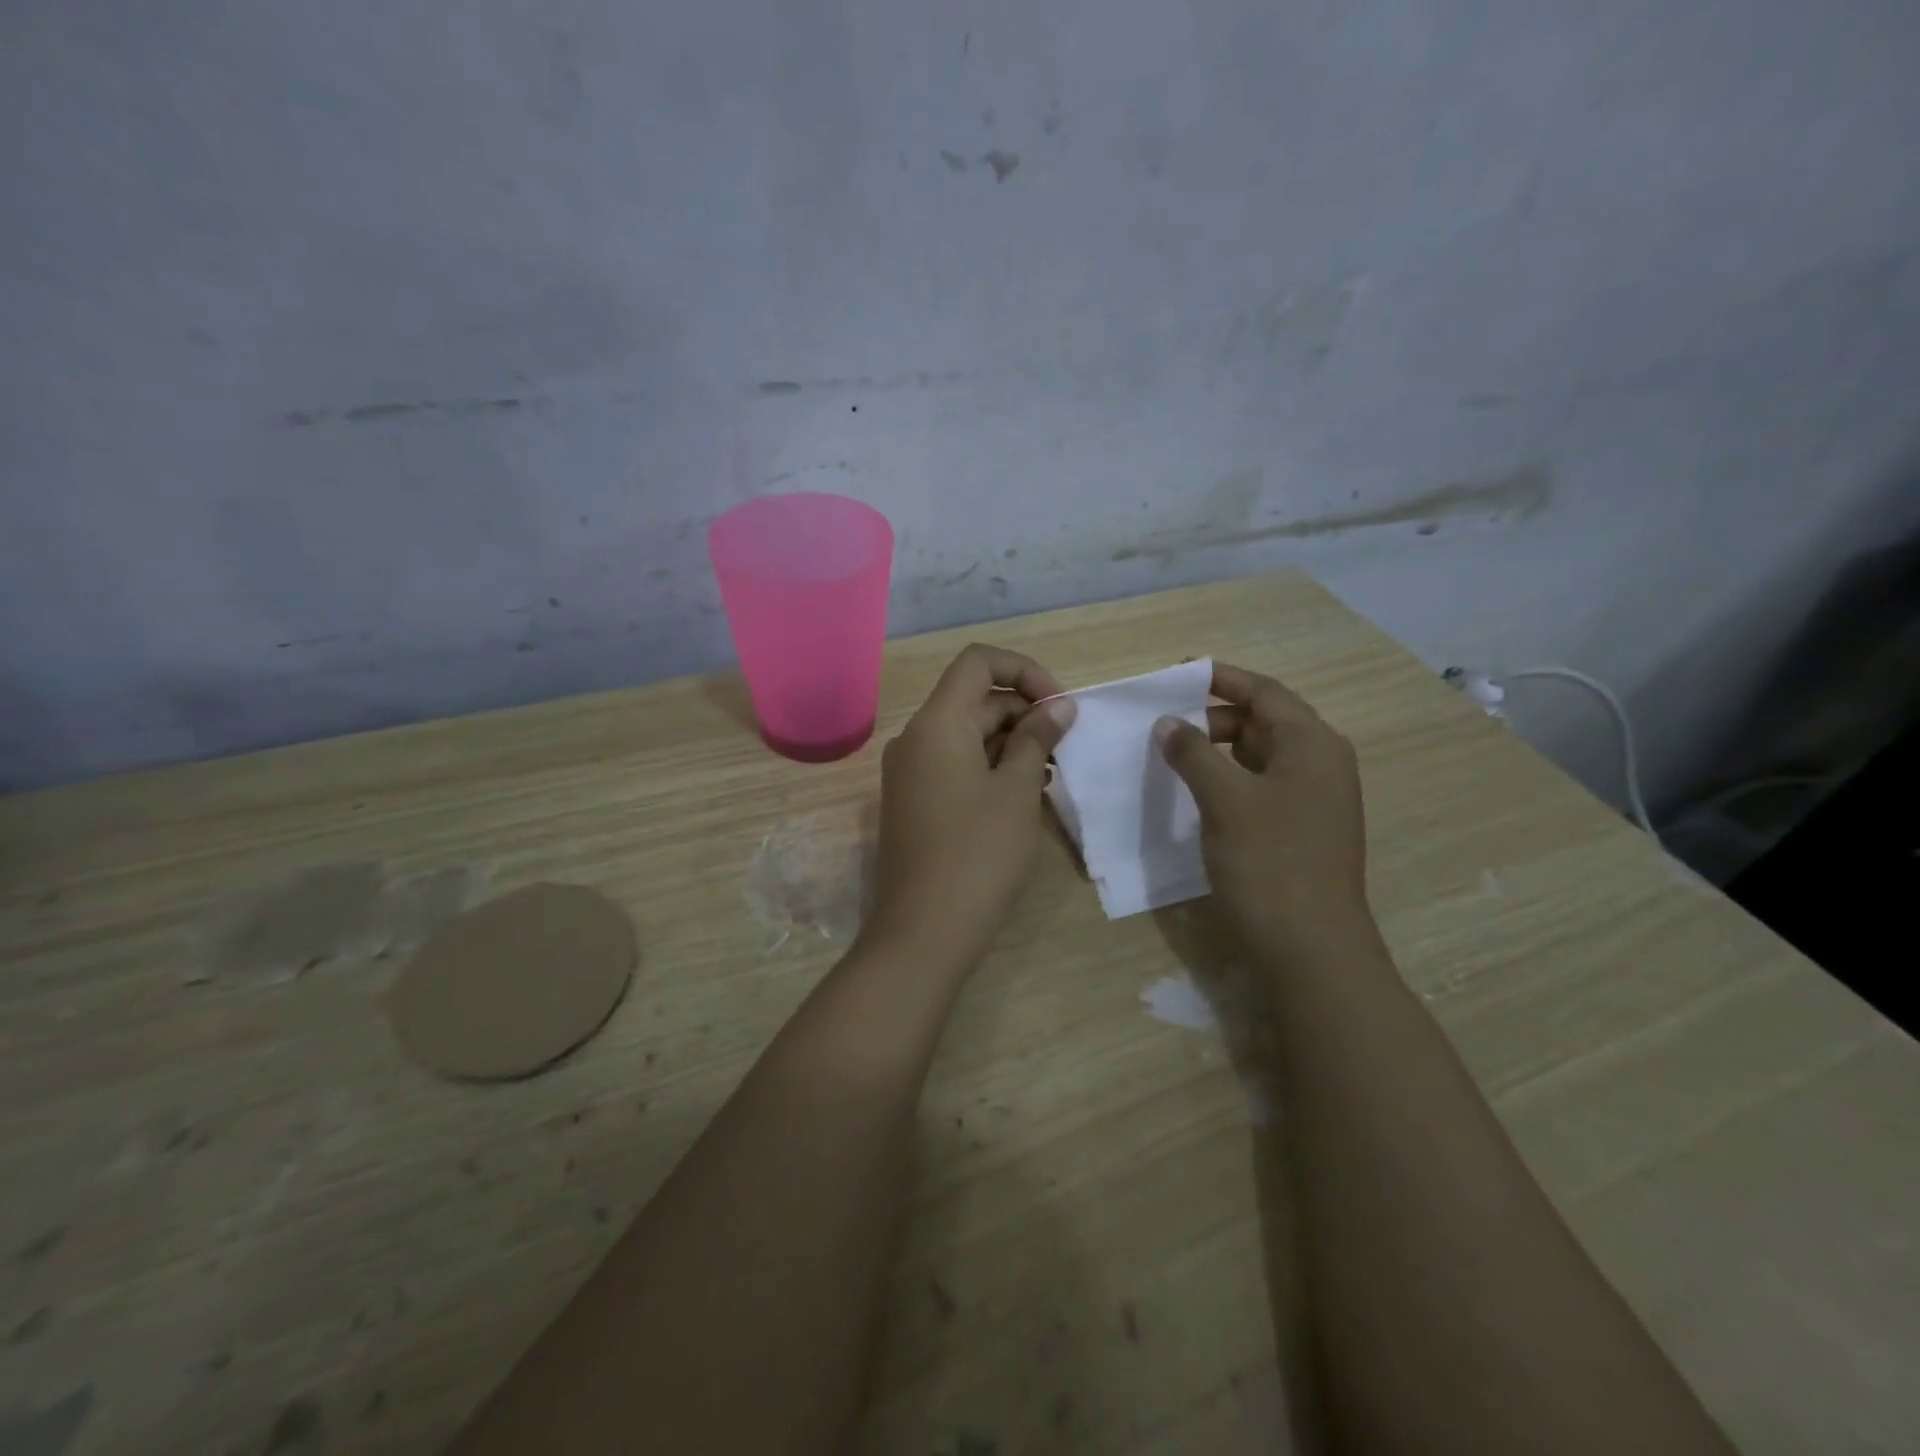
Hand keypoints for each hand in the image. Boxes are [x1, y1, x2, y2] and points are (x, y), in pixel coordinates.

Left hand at [864, 644, 1076, 970]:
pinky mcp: (912, 801)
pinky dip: (989, 767)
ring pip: (966, 735)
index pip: (978, 662)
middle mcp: (915, 737)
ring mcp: (909, 771)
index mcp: (937, 723)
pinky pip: (954, 764)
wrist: (923, 931)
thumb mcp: (1018, 790)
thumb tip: (1058, 705)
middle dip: (1023, 713)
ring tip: (1050, 776)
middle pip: (974, 700)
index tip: (1059, 705)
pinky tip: (1022, 795)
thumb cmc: (978, 853)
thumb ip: (1037, 738)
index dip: (1024, 671)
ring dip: (1010, 743)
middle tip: (1065, 748)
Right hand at [1155, 662, 1371, 953]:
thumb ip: (1194, 753)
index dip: (1220, 678)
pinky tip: (1196, 792)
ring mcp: (1314, 799)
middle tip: (1166, 723)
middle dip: (1214, 716)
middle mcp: (1320, 763)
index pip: (1264, 692)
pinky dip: (1229, 779)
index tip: (1176, 673)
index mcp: (1312, 744)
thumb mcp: (1225, 799)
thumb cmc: (1270, 863)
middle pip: (1264, 721)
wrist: (1310, 949)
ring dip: (1219, 749)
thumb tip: (1169, 723)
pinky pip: (1261, 786)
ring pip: (1260, 755)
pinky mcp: (1301, 828)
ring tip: (1173, 755)